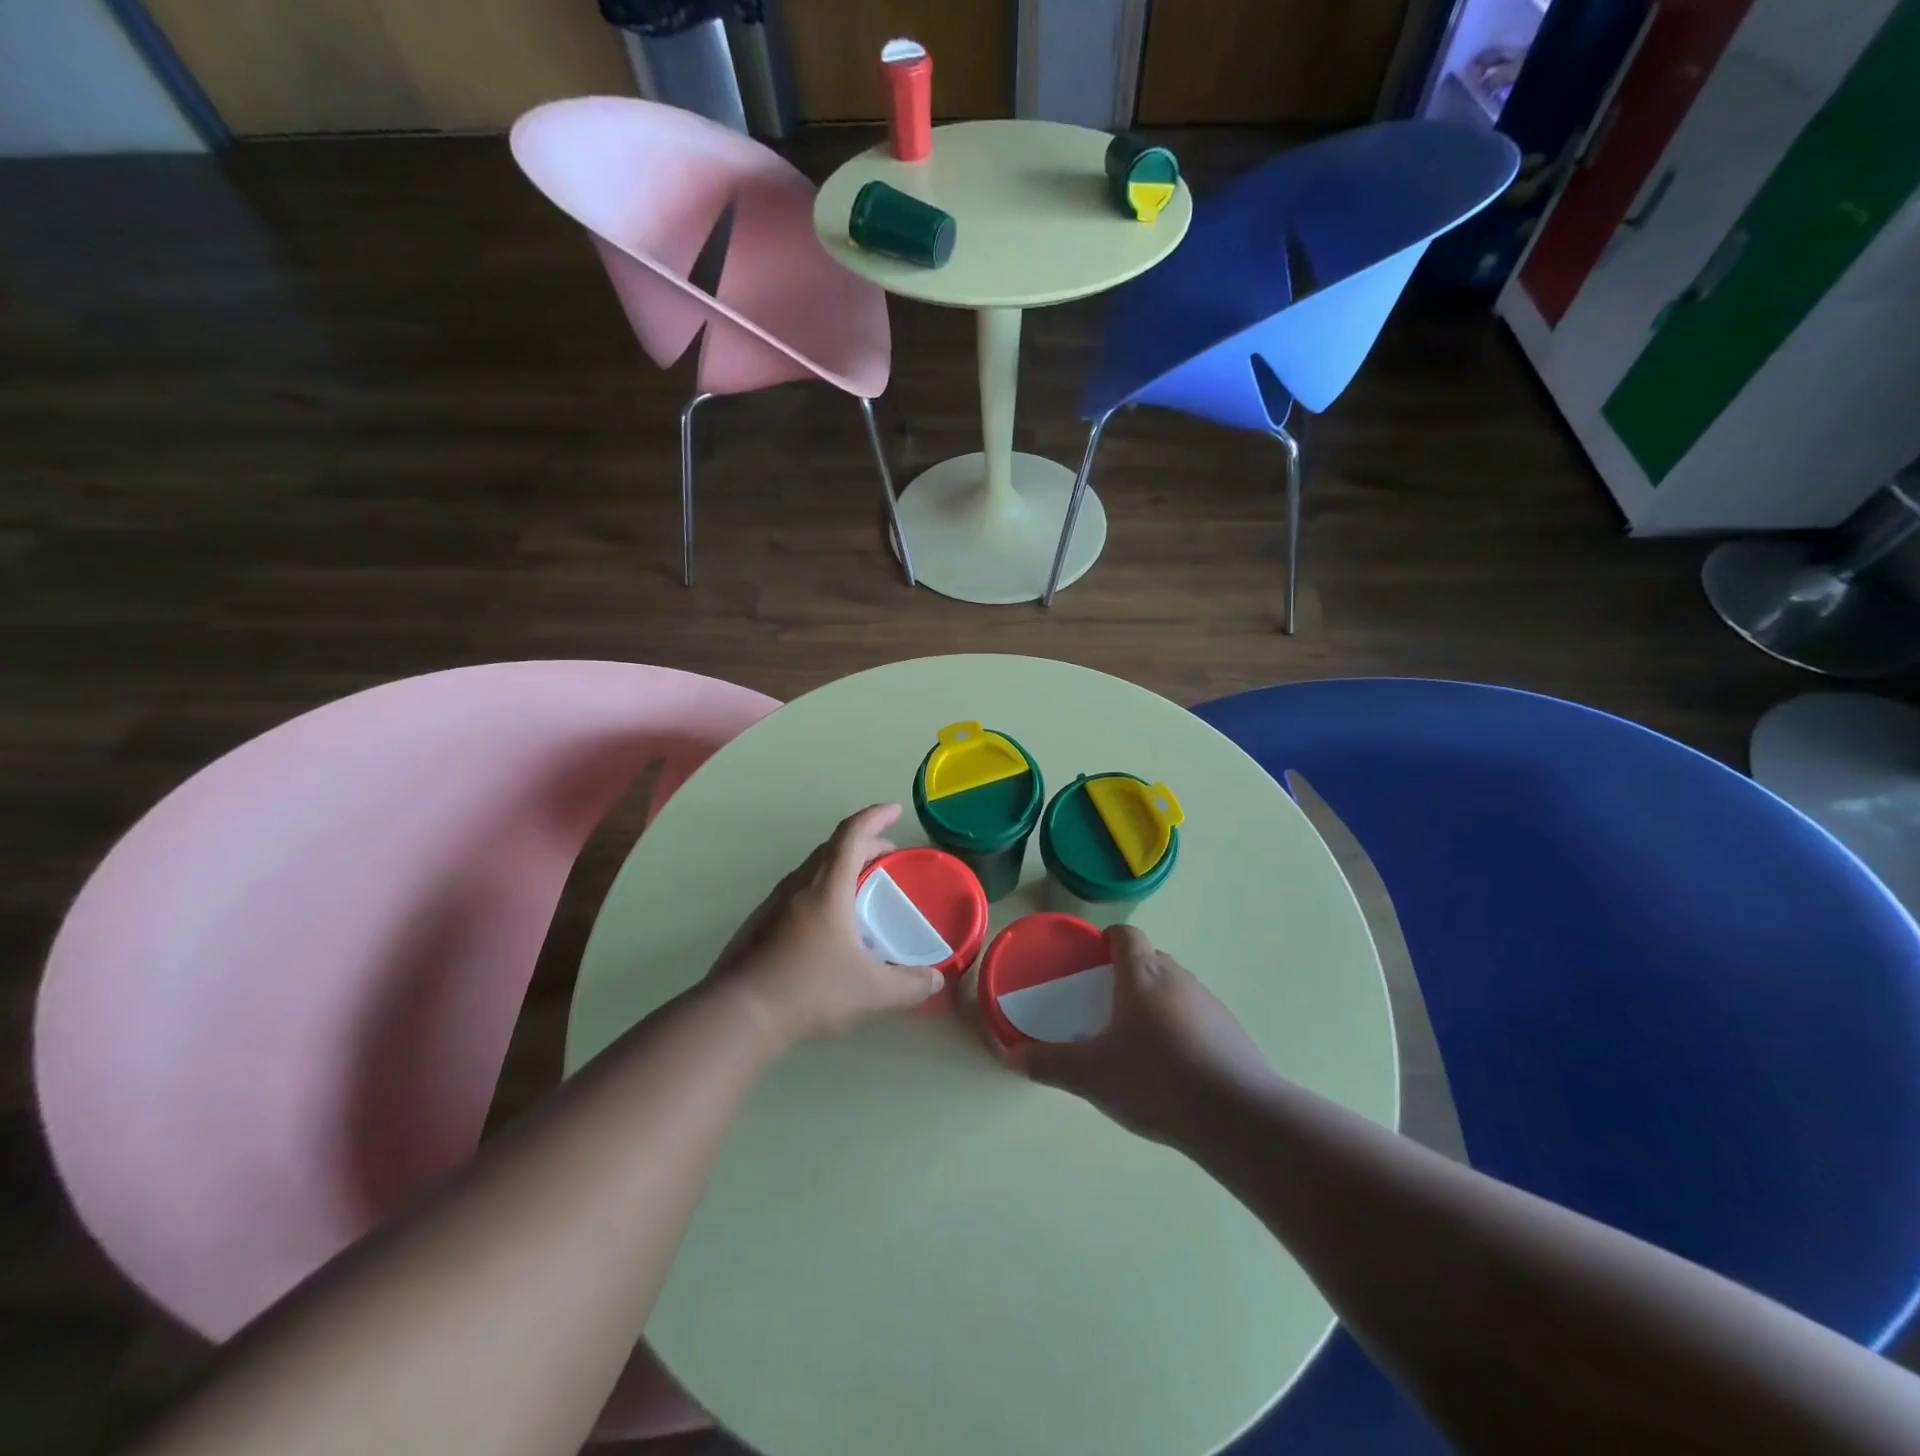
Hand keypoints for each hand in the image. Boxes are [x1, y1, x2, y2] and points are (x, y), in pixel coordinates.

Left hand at [707, 804, 945, 1049]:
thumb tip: (936, 981)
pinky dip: (822, 890)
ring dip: (840, 867)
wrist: (737, 1016)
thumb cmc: (809, 991)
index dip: (875, 817)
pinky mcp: (759, 925)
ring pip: (812, 870)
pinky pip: (797, 892)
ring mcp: (773, 905)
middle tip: (888, 856)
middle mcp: (798, 886)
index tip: (894, 810)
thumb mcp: (870, 992)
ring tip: (861, 888)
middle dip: (864, 844)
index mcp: (827, 888)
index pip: (852, 835)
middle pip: (833, 849)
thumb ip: (909, 985)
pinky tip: (828, 924)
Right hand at [992, 925, 1274, 1144]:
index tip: (1091, 961)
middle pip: (1149, 960)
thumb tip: (1008, 1056)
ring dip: (1155, 1003)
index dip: (1107, 940)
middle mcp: (1178, 977)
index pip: (1125, 935)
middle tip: (1104, 1006)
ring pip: (1174, 988)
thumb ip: (1048, 1063)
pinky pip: (1197, 1016)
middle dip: (1126, 975)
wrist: (1238, 1117)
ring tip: (1137, 1042)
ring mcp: (1210, 1003)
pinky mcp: (1232, 1031)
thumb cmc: (1156, 1080)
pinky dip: (1180, 1029)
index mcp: (1142, 974)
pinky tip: (1172, 1068)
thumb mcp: (1090, 1076)